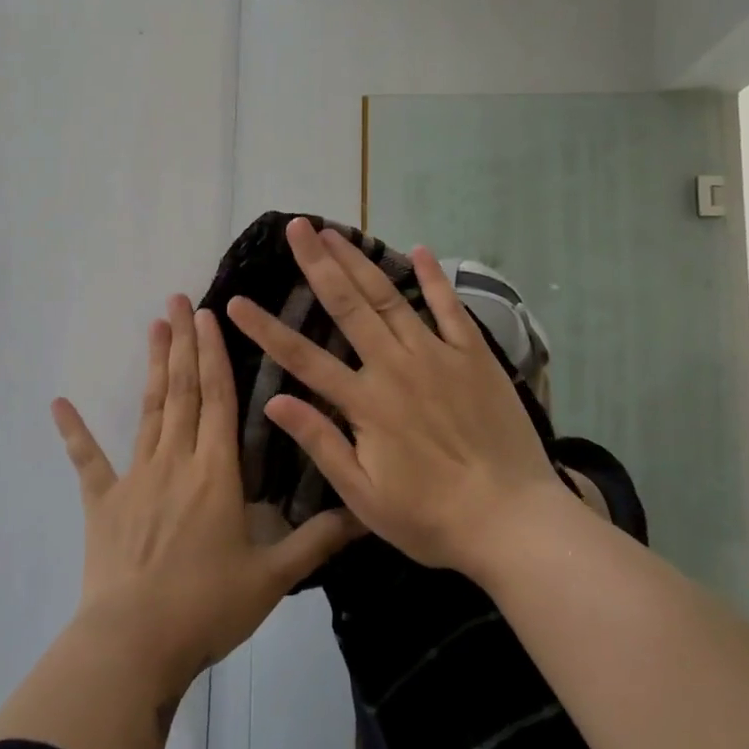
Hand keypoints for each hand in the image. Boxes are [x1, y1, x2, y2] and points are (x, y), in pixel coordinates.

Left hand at [52, 295, 359, 697]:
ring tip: (153, 326)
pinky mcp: (103, 503)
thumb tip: (366, 516)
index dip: (216, 355)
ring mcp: (135, 478)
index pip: (219, 400)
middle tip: (178, 300)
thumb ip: (317, 542)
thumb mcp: (272, 577)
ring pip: (149, 411)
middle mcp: (176, 461)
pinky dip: (73, 431)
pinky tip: (58, 402)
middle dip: (184, 343)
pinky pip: (87, 461)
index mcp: (216, 473)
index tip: (208, 316)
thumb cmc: (207, 607)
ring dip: (154, 367)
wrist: (135, 644)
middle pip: (183, 392)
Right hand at [225, 219, 563, 575]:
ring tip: (336, 231)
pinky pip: (450, 309)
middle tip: (296, 227)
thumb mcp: (364, 495)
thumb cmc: (431, 517)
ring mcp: (437, 356)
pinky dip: (434, 279)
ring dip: (361, 261)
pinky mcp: (474, 357)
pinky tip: (419, 250)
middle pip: (347, 306)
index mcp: (365, 402)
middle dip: (318, 264)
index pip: (302, 358)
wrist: (512, 520)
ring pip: (390, 298)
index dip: (265, 329)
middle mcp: (395, 367)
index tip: (235, 300)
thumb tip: (273, 401)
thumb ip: (320, 443)